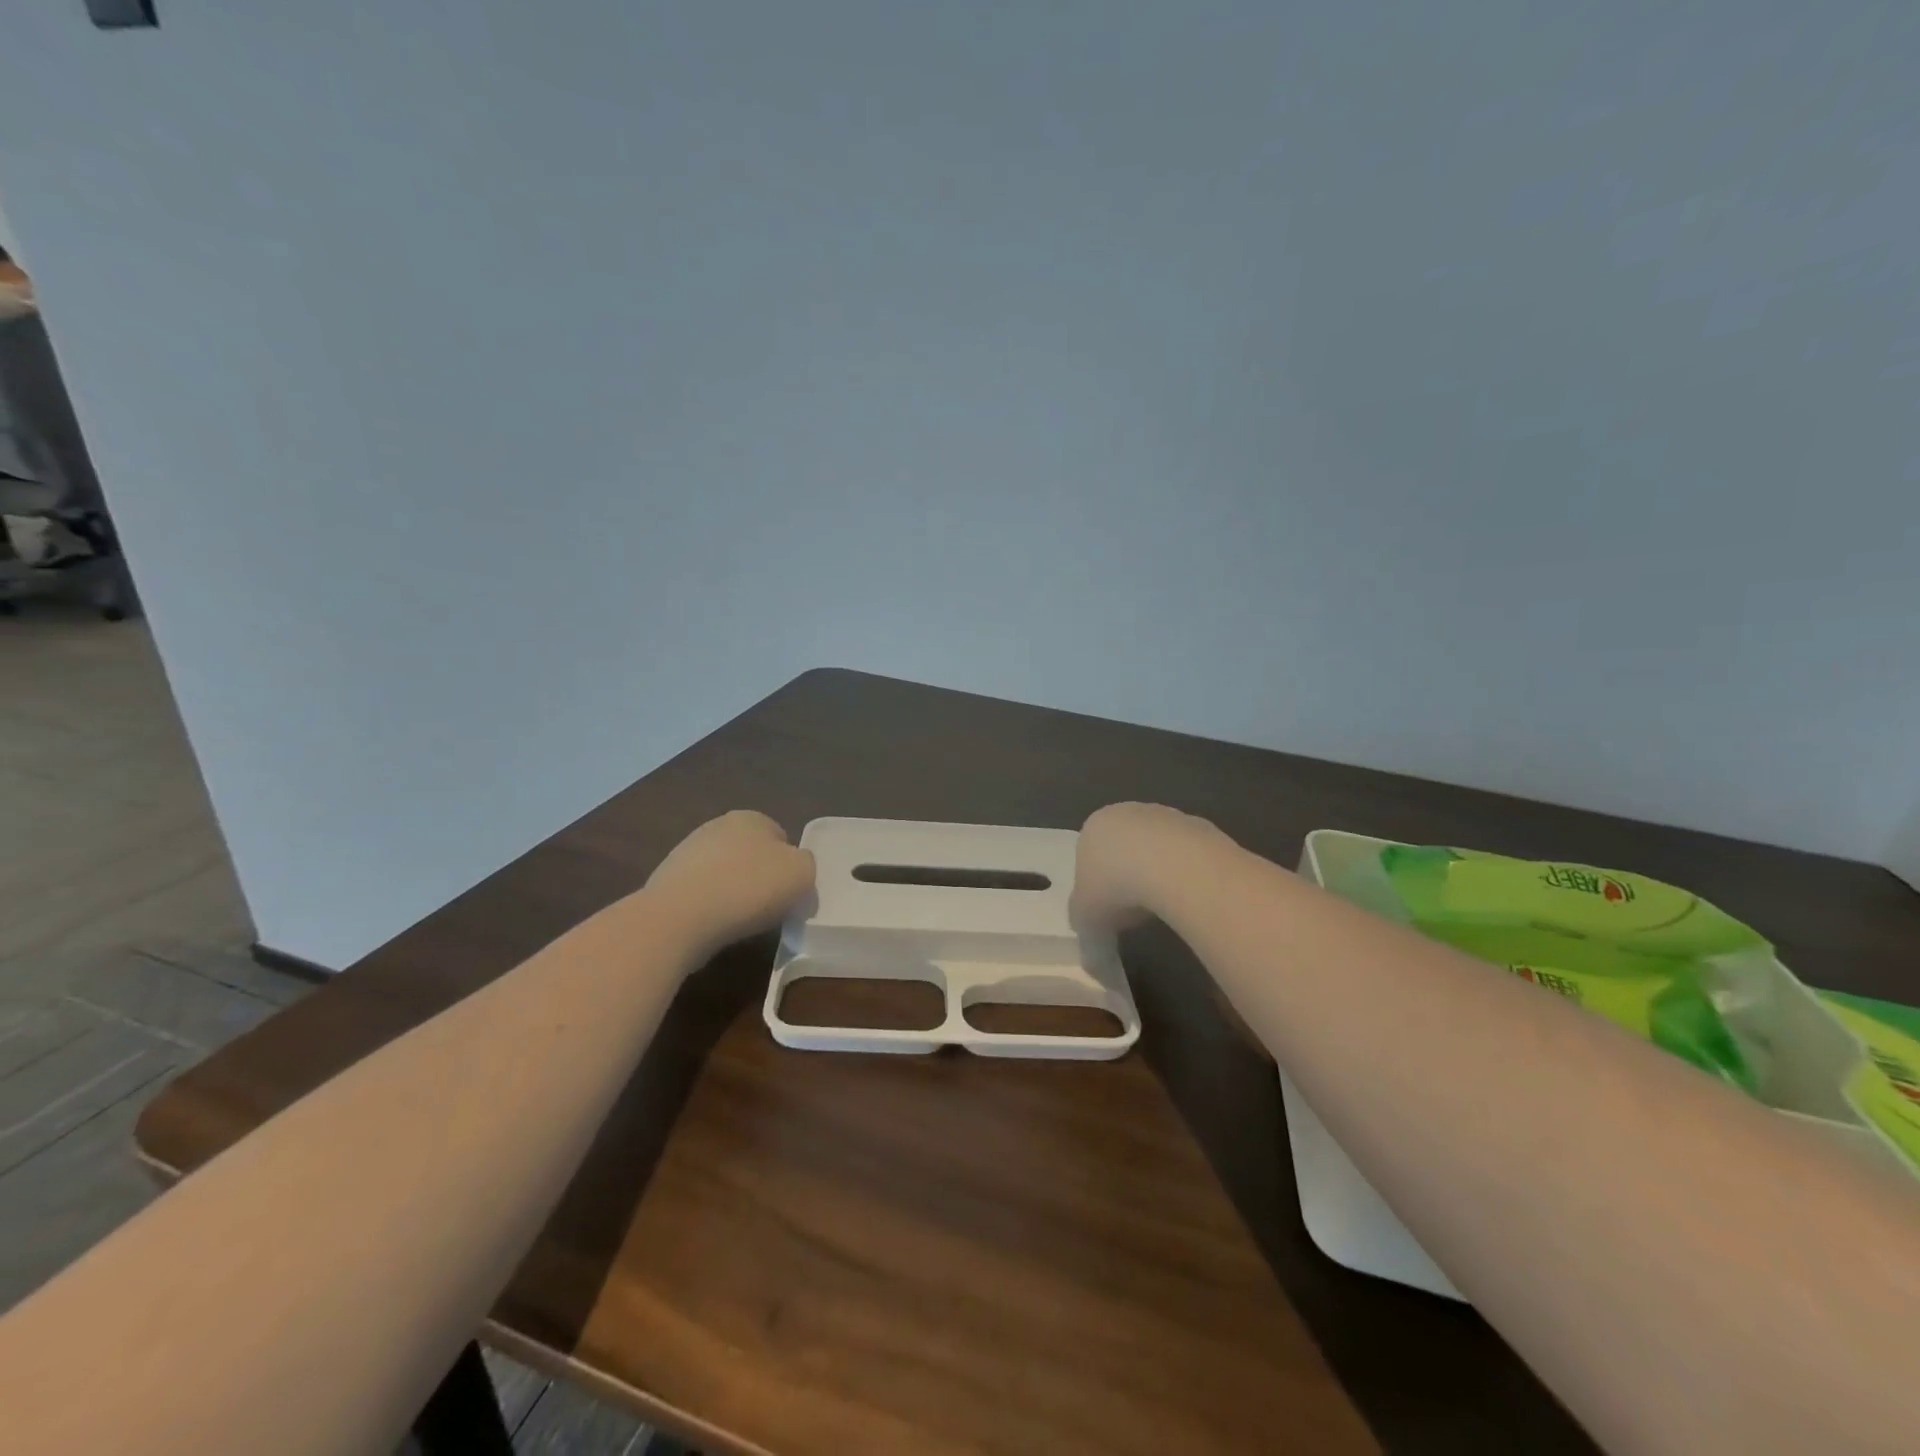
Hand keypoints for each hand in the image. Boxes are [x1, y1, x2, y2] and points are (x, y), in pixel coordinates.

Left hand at [646, 811, 815, 956]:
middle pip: (751, 854)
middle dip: (759, 877)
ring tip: (738, 922)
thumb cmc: (748, 888)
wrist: (679, 918)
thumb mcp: (801, 874)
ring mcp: (687, 853)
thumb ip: (806, 865)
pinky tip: (712, 926)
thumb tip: (794, 868)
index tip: (789, 893)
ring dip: (733, 893)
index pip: (781, 838)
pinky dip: (709, 908)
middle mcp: (717, 826)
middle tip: (767, 908)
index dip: (789, 867)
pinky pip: (701, 894)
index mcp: (751, 817)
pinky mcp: (667, 882)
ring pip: (724, 874)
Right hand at [1071, 802, 1231, 935]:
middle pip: (1124, 848)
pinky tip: (1189, 898)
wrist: (1176, 868)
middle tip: (1135, 911)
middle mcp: (1127, 813)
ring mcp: (1167, 816)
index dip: (1095, 886)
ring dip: (1159, 876)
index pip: (1089, 855)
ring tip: (1165, 909)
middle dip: (1128, 877)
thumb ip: (1086, 932)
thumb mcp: (1086, 920)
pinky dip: (1187, 876)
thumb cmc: (1116, 888)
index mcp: (1093, 827)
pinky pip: (1188, 857)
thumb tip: (1093, 958)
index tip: (1106, 912)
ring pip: (1158, 850)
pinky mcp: (1202, 827)